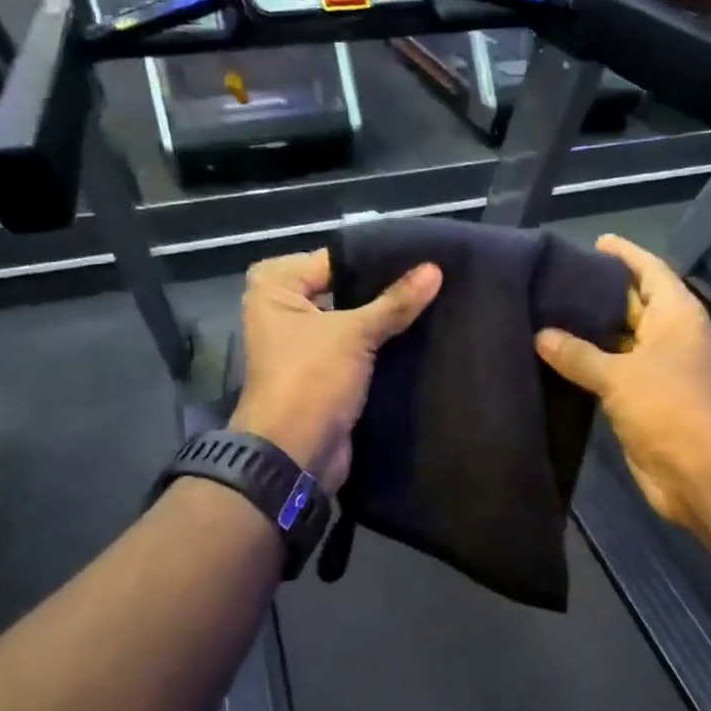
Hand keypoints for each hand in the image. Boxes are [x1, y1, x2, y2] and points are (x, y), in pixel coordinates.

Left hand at [230, 250, 441, 492]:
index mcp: (275, 287)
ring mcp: (303, 344)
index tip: (421, 256)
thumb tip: (435, 269)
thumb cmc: (311, 378)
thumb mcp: (354, 334)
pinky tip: (421, 334)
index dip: (375, 260)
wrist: (295, 454)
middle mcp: (284, 310)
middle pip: (343, 290)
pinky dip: (381, 346)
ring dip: (385, 320)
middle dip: (383, 290)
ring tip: (435, 301)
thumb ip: (395, 302)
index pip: (333, 260)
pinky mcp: (324, 372)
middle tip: (433, 278)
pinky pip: (357, 349)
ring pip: (353, 321)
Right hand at [535, 235, 710, 531]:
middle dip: (598, 293)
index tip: (594, 241)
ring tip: (545, 313)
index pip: (650, 270)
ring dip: (589, 332)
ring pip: (619, 341)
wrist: (702, 474)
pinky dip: (588, 365)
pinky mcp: (643, 401)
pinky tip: (554, 358)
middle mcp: (669, 336)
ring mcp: (657, 370)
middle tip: (553, 279)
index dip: (625, 254)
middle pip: (632, 303)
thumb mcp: (621, 375)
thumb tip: (540, 335)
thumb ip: (579, 354)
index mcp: (676, 315)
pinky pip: (611, 373)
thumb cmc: (670, 408)